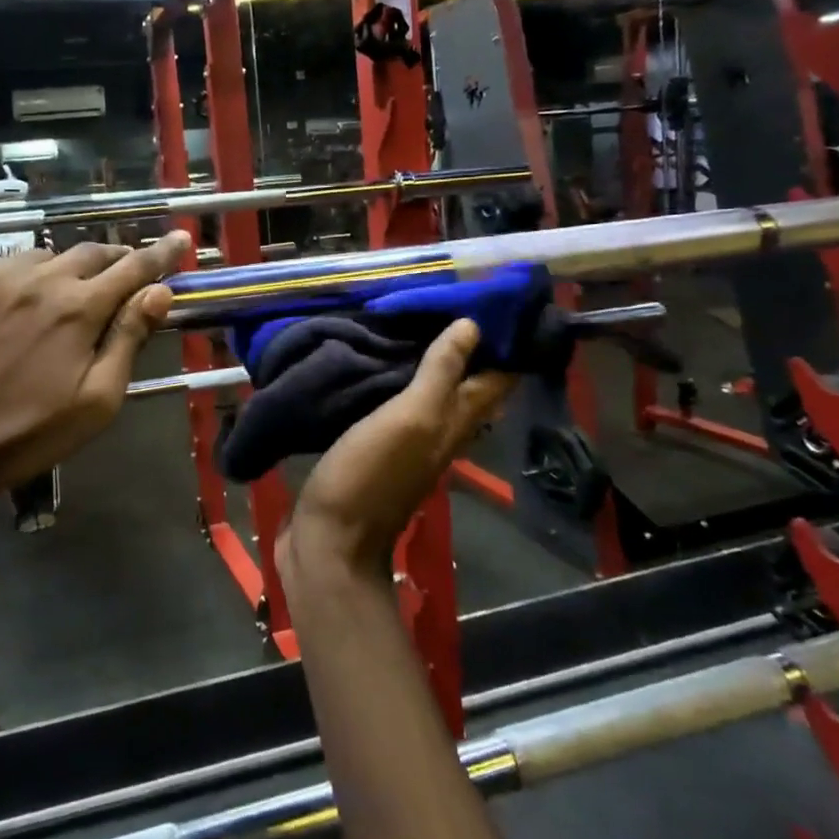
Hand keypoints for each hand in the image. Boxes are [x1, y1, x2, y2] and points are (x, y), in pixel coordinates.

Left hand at [0, 232, 190, 525]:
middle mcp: (36, 279)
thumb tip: (159, 292)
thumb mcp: (95, 401)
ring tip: (64, 296)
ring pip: (43, 257)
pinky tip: (15, 306)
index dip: (161, 252)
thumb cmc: (25, 436)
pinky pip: (0, 268)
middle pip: (89, 253)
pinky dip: (21, 279)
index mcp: (78, 308)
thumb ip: (128, 339)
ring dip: (65, 270)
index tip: (180, 237)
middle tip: (121, 277)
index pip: (133, 267)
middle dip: (113, 260)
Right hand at [280, 319, 514, 579]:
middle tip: (453, 299)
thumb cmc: (371, 475)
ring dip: (431, 360)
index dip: (508, 342)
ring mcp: (407, 442)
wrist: (330, 540)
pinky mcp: (375, 447)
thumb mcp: (411, 419)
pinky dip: (398, 378)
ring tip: (416, 318)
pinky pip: (396, 403)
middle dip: (469, 345)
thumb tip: (472, 325)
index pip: (498, 378)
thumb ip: (440, 374)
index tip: (501, 298)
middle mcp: (440, 431)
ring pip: (432, 393)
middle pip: (468, 385)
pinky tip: (380, 361)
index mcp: (455, 423)